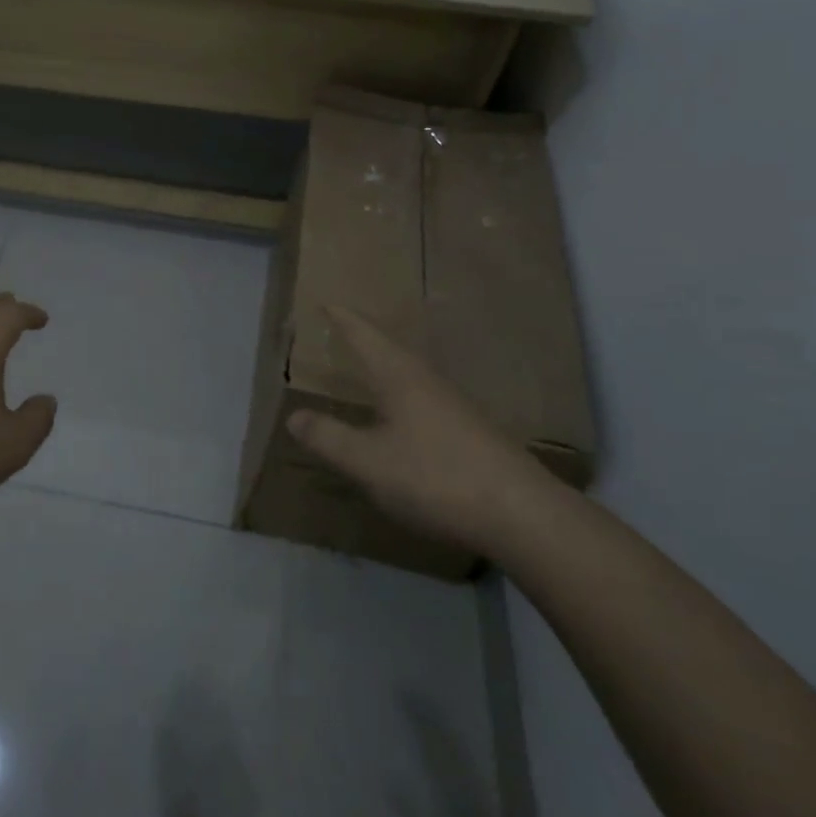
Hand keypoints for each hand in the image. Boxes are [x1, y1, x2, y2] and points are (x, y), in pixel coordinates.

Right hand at [287, 307, 553, 555]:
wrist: (522, 514)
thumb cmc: (436, 476)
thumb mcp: (368, 461)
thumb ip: (329, 438)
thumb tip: (293, 416)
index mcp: (399, 376)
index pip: (365, 336)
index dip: (343, 319)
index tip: (326, 302)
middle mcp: (427, 381)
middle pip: (390, 349)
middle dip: (364, 338)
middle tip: (342, 329)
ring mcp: (454, 406)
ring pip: (411, 374)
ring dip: (386, 365)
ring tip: (368, 367)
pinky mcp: (471, 433)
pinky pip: (425, 399)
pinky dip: (403, 395)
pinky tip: (403, 416)